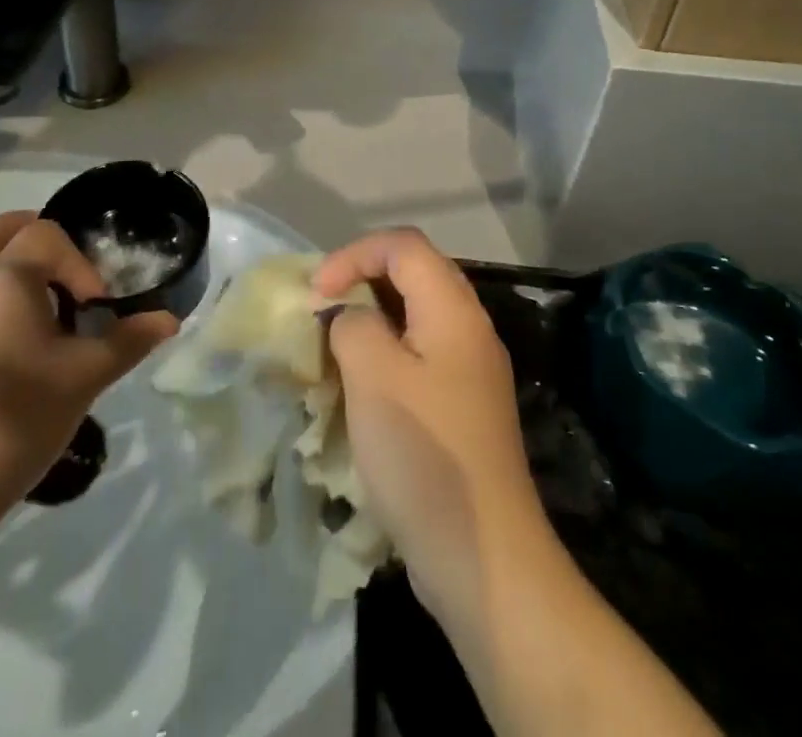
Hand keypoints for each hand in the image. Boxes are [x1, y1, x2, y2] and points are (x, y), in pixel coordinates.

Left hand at [0, 212, 177, 513]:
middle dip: (33, 235)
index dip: (79, 263)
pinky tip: (18, 338)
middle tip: (66, 264)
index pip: (46, 236)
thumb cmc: (20, 416)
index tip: (95, 307)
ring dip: (11, 264)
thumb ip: (129, 340)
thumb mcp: (86, 376)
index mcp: (5, 278)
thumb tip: (169, 320)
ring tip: (46, 303)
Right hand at [313, 229, 548, 619]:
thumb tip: (352, 317)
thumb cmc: (424, 453)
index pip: (403, 245)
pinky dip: (387, 353)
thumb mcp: (373, 376)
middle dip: (363, 279)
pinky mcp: (463, 405)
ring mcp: (470, 369)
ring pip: (416, 315)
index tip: (317, 292)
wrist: (483, 557)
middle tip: (324, 308)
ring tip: (335, 343)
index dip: (354, 254)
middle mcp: (469, 328)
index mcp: (453, 310)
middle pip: (414, 272)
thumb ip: (354, 325)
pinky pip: (421, 354)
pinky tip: (361, 384)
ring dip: (372, 318)